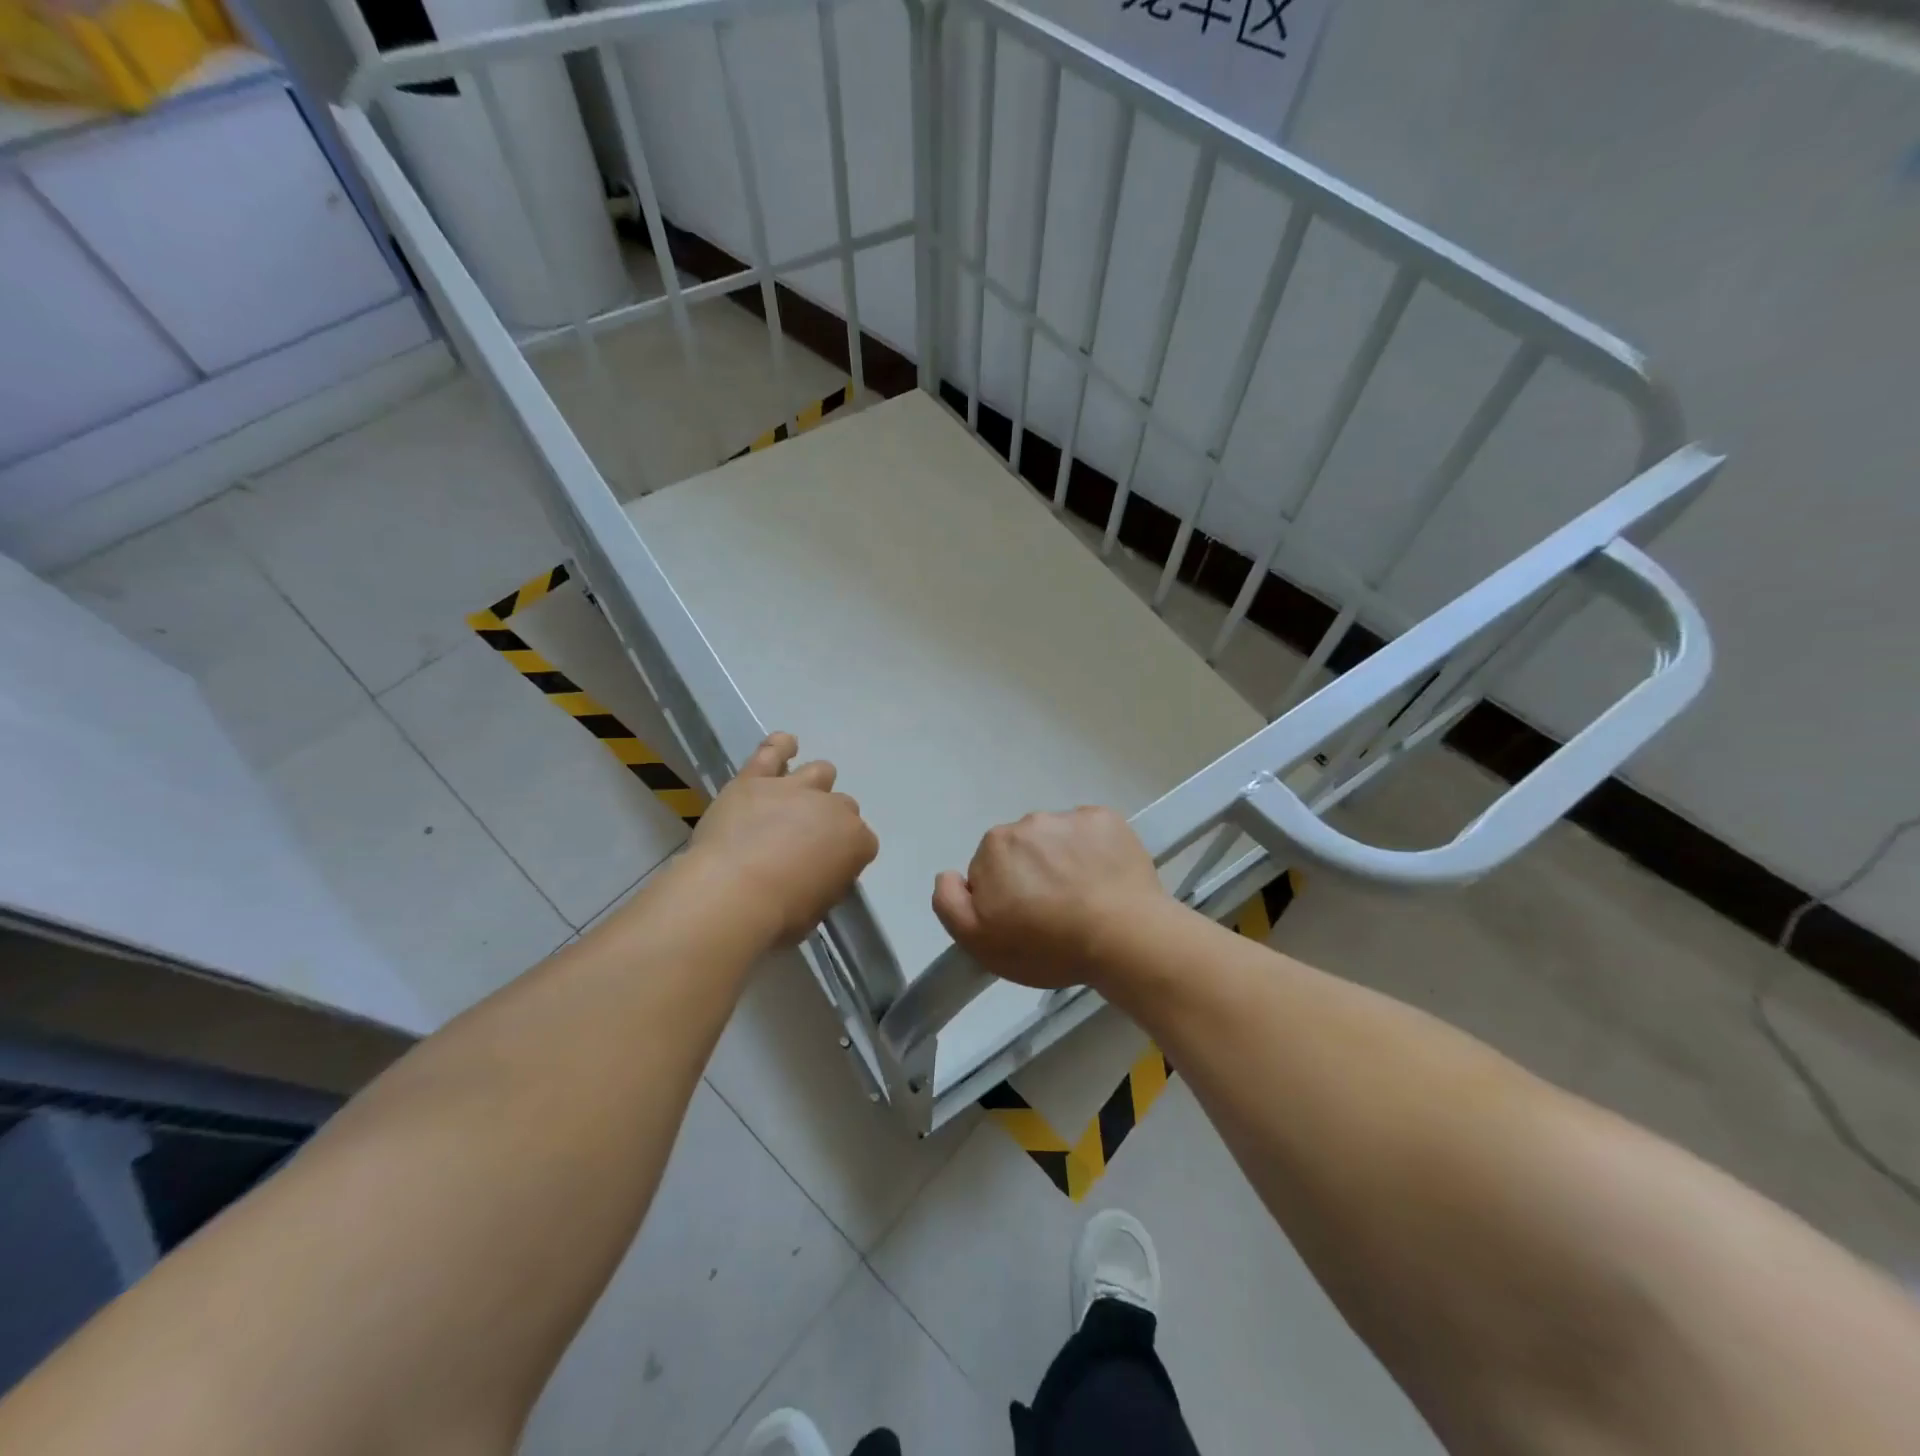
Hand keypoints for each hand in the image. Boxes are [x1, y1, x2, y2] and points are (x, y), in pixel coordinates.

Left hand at [685, 732, 877, 946]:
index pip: (863, 842)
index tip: (828, 868)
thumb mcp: (818, 908)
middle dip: (829, 821)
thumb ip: (827, 881)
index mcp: (855, 841)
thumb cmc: (780, 913)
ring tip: (797, 799)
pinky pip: (773, 750)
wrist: (732, 892)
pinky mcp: (756, 779)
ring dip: (814, 785)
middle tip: (805, 842)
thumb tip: (820, 874)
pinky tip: (785, 746)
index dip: (846, 854)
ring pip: (820, 772)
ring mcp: (795, 788)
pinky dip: (781, 746)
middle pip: (843, 806)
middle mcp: (832, 808)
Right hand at [931, 807, 1168, 989]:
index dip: (1003, 896)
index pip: (989, 869)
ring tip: (1085, 899)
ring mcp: (1071, 818)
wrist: (1124, 937)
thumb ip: (949, 902)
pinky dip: (1095, 851)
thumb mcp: (979, 942)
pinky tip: (1105, 881)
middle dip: (1032, 874)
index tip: (1023, 921)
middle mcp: (1029, 822)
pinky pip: (1092, 833)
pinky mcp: (1107, 820)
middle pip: (1023, 850)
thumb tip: (949, 874)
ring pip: (1058, 840)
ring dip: (1064, 861)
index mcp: (995, 845)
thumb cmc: (1047, 945)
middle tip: (1054, 912)